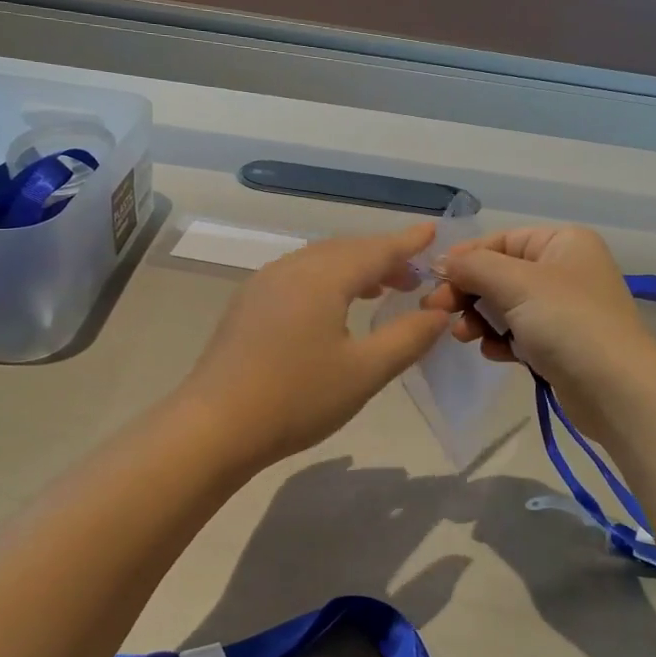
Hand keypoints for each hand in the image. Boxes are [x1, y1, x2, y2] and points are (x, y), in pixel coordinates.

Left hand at [179, 224, 452, 469]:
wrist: (215, 426)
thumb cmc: (297, 398)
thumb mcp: (365, 371)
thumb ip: (408, 337)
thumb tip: (440, 312)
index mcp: (322, 277)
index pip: (375, 250)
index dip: (406, 242)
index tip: (432, 229)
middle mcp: (291, 268)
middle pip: (345, 250)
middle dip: (382, 257)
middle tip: (414, 274)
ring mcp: (263, 284)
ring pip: (318, 262)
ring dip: (353, 268)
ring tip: (381, 289)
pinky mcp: (247, 304)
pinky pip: (298, 276)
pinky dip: (327, 279)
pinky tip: (333, 306)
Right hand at [423, 225, 655, 432]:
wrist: (615, 389)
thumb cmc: (567, 322)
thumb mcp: (516, 283)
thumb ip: (474, 266)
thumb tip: (441, 262)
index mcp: (563, 242)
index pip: (502, 240)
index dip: (466, 257)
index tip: (434, 278)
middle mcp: (566, 269)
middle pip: (501, 273)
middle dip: (468, 292)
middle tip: (436, 310)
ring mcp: (565, 309)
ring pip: (506, 305)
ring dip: (480, 319)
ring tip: (464, 336)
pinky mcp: (561, 344)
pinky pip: (519, 333)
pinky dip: (501, 340)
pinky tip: (493, 353)